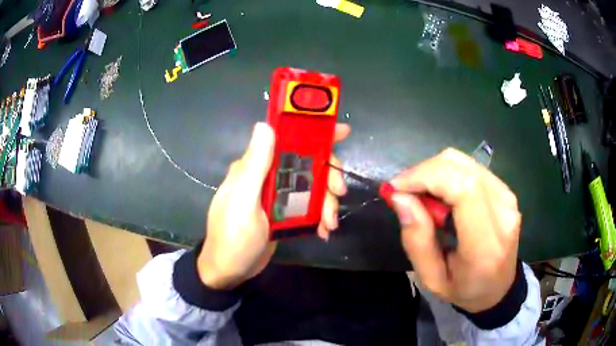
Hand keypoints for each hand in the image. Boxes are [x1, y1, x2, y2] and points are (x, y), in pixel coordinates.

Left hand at [198, 122, 350, 288]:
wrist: (230, 271)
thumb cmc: (233, 238)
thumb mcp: (243, 203)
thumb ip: (255, 166)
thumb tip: (264, 125)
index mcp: (255, 167)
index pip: (287, 140)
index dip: (315, 133)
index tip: (343, 133)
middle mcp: (266, 176)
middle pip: (306, 164)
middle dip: (327, 177)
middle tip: (340, 194)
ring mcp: (276, 195)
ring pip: (311, 186)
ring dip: (326, 202)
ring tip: (330, 224)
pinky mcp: (282, 213)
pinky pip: (308, 206)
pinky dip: (319, 215)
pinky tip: (323, 230)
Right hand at [390, 148, 520, 312]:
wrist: (499, 287)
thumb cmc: (464, 289)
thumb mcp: (432, 279)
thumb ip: (417, 240)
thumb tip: (400, 197)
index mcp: (486, 245)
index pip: (463, 189)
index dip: (426, 177)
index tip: (397, 188)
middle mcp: (502, 213)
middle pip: (461, 168)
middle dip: (424, 172)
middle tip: (403, 192)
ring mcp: (507, 197)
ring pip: (463, 162)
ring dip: (434, 172)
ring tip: (421, 194)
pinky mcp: (505, 190)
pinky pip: (470, 167)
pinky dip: (447, 174)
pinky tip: (440, 194)